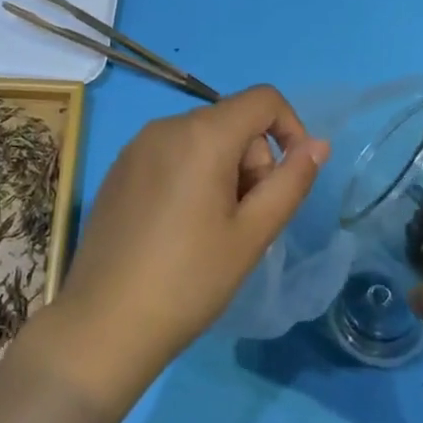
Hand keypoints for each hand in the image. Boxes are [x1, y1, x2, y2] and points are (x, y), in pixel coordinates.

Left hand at [38, 86, 328, 410]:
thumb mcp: (252, 234)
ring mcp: (137, 144)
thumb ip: (290, 182)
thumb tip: (317, 144)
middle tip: (244, 222)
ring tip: (211, 230)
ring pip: (202, 138)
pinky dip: (190, 175)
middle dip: (252, 162)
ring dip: (223, 171)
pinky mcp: (119, 167)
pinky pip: (171, 152)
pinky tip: (178, 228)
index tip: (290, 179)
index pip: (263, 99)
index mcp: (203, 134)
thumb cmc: (189, 280)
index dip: (290, 128)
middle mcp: (167, 125)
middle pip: (232, 121)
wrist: (104, 323)